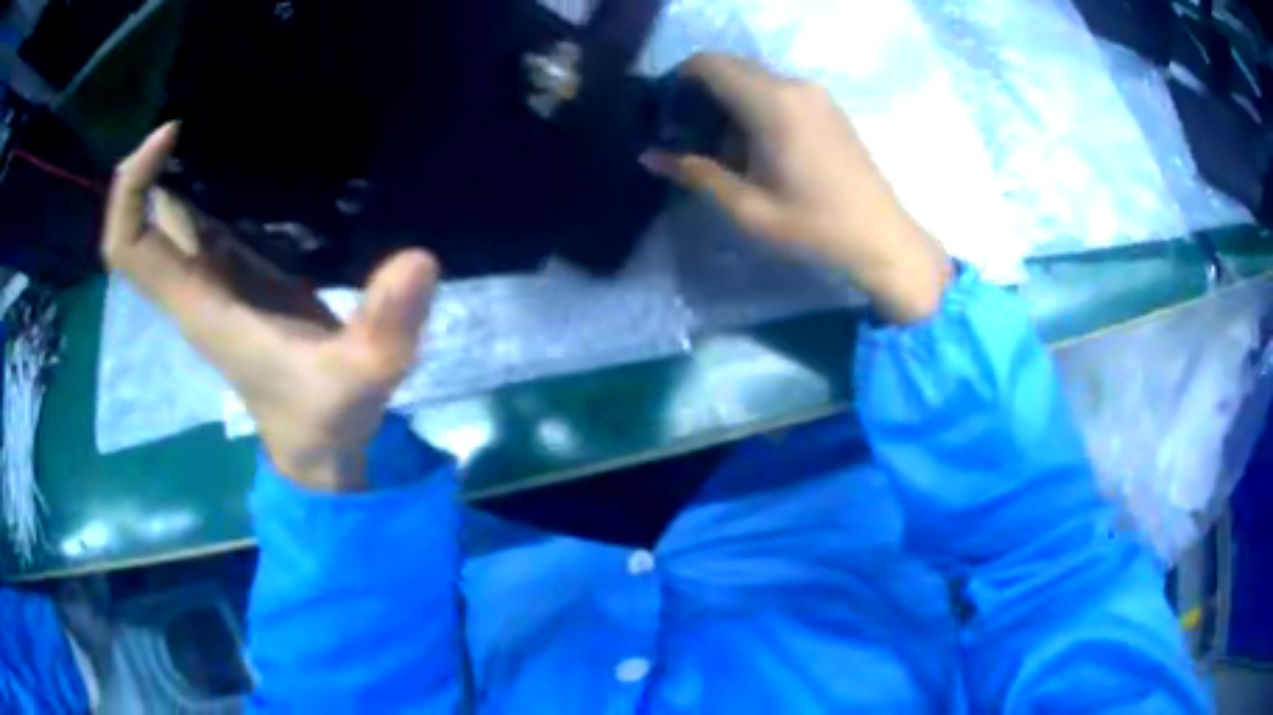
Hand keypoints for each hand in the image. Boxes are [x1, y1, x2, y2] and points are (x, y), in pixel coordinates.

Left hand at [103, 123, 438, 491]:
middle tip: (199, 98)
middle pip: (145, 219)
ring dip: (185, 161)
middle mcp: (195, 285)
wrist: (321, 448)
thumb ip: (383, 330)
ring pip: (176, 212)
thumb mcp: (359, 380)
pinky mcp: (243, 273)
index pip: (129, 246)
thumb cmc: (324, 420)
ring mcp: (217, 277)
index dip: (133, 188)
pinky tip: (254, 145)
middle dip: (155, 159)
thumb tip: (419, 259)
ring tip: (226, 105)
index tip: (170, 133)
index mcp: (198, 304)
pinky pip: (212, 217)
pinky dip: (218, 177)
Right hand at [644, 54, 951, 323]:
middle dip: (701, 92)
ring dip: (728, 100)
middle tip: (688, 134)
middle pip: (730, 66)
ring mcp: (815, 93)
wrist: (883, 238)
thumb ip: (696, 174)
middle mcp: (793, 86)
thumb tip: (648, 156)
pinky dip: (755, 105)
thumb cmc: (816, 227)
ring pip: (754, 77)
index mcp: (772, 103)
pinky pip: (778, 90)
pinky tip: (756, 147)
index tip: (667, 115)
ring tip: (722, 147)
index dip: (679, 81)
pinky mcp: (827, 106)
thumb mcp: (749, 208)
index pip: (708, 64)